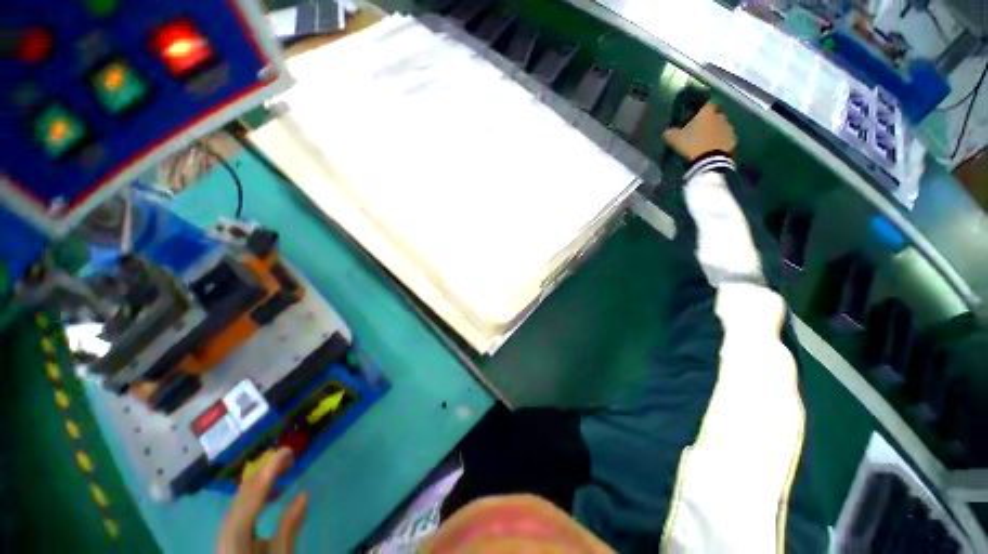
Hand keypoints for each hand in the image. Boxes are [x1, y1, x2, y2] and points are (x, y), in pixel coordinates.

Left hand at [218, 448, 307, 553]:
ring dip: (263, 478)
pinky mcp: (230, 533)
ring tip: (285, 468)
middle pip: (244, 492)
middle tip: (290, 454)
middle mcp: (226, 528)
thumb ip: (289, 528)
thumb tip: (304, 494)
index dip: (269, 470)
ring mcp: (226, 530)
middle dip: (266, 470)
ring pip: (242, 496)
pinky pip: (242, 504)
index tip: (287, 451)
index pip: (253, 495)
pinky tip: (273, 491)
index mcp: (237, 534)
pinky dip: (258, 492)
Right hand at [662, 102, 736, 161]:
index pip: (706, 103)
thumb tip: (666, 131)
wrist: (711, 160)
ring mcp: (728, 127)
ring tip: (706, 140)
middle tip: (699, 129)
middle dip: (708, 120)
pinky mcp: (733, 139)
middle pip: (714, 114)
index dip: (700, 108)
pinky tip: (713, 148)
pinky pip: (725, 137)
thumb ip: (670, 133)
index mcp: (707, 112)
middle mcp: (720, 115)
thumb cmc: (693, 144)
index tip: (694, 115)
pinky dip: (720, 140)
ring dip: (715, 130)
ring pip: (721, 125)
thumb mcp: (675, 140)